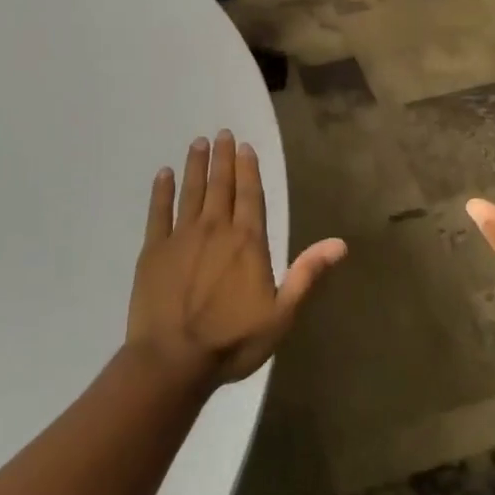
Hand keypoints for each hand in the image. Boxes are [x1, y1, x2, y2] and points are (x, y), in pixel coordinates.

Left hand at [126, 131, 347, 387]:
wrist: (172, 361)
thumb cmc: (232, 341)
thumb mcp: (281, 315)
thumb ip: (307, 274)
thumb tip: (340, 244)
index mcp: (247, 242)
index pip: (250, 195)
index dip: (248, 168)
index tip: (244, 146)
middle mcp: (215, 229)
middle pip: (221, 185)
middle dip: (222, 158)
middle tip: (221, 133)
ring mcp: (182, 237)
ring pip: (191, 191)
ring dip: (196, 165)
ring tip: (198, 143)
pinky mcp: (154, 250)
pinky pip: (158, 212)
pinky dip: (161, 191)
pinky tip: (163, 174)